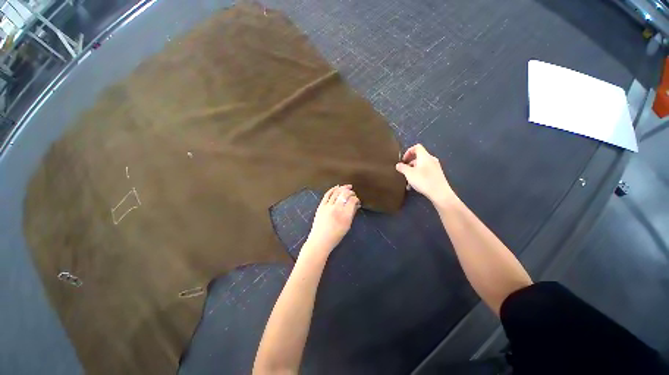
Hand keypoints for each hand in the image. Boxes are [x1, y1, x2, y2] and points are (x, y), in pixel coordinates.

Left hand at [305, 185, 360, 254]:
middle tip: (353, 193)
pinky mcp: (321, 206)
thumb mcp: (347, 226)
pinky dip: (332, 189)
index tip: (357, 200)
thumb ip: (352, 213)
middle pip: (345, 194)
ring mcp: (328, 206)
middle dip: (350, 192)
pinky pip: (327, 194)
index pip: (352, 200)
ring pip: (336, 192)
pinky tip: (337, 187)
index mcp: (345, 215)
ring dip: (343, 188)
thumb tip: (357, 204)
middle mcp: (337, 209)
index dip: (356, 198)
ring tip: (347, 187)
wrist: (320, 240)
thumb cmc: (336, 236)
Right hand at [395, 144, 454, 203]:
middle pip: (418, 158)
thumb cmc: (423, 180)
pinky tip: (414, 186)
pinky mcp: (437, 175)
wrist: (439, 193)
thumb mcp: (409, 174)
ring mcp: (435, 167)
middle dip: (409, 165)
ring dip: (413, 172)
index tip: (403, 160)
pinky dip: (418, 176)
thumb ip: (402, 168)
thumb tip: (398, 165)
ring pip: (421, 166)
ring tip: (408, 182)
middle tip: (404, 172)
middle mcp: (431, 159)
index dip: (408, 152)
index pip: (416, 147)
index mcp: (425, 156)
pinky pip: (425, 172)